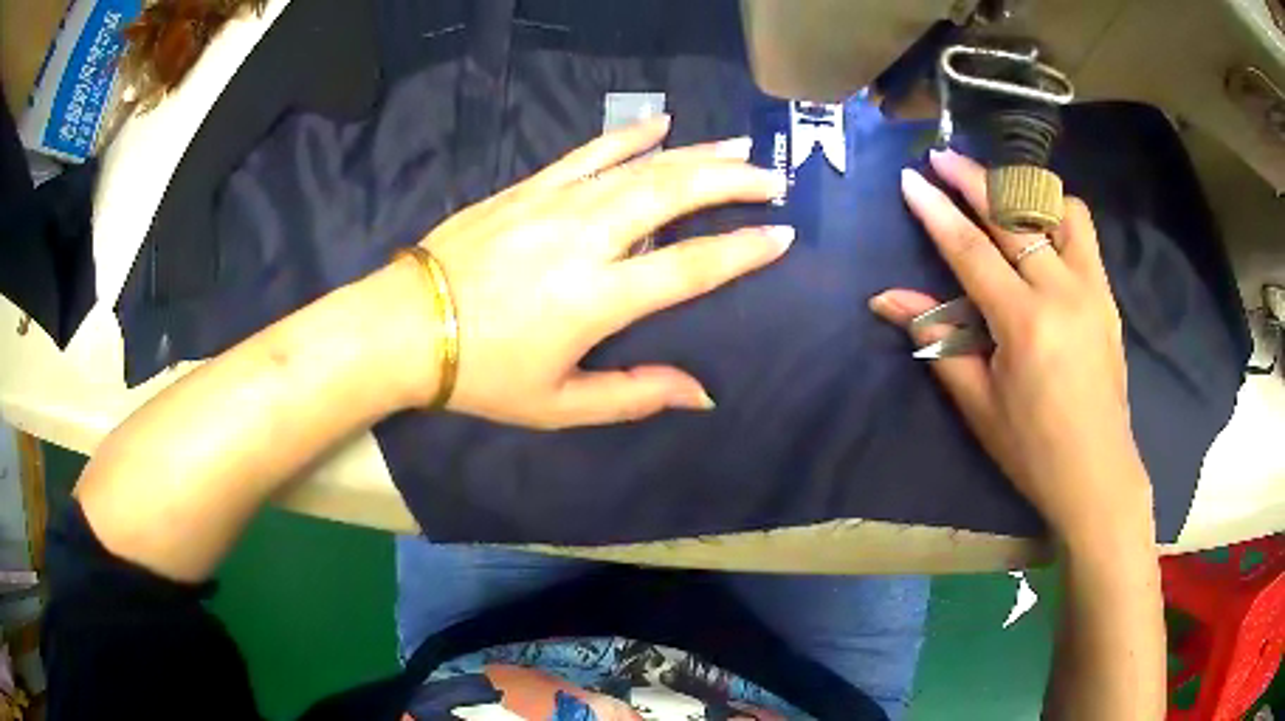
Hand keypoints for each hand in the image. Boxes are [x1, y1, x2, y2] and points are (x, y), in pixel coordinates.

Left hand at [406, 116, 791, 428]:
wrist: (405, 326)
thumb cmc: (482, 373)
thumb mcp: (559, 405)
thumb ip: (633, 396)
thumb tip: (703, 394)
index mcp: (596, 298)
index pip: (689, 267)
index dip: (741, 250)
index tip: (781, 234)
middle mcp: (584, 239)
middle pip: (672, 196)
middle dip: (731, 182)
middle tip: (772, 177)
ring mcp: (554, 204)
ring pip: (639, 166)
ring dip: (695, 153)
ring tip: (739, 145)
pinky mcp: (528, 188)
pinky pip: (588, 152)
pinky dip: (628, 135)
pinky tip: (662, 123)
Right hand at [870, 150, 1152, 541]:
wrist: (1097, 473)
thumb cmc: (1032, 449)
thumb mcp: (978, 403)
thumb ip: (937, 341)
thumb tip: (886, 300)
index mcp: (1025, 323)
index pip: (971, 251)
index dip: (936, 211)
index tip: (910, 180)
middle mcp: (1062, 291)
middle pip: (1013, 214)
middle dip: (973, 179)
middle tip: (942, 158)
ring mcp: (1092, 287)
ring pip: (1058, 209)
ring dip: (1024, 189)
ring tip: (997, 189)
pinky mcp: (1107, 294)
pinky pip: (1082, 231)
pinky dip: (1056, 212)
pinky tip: (1039, 225)